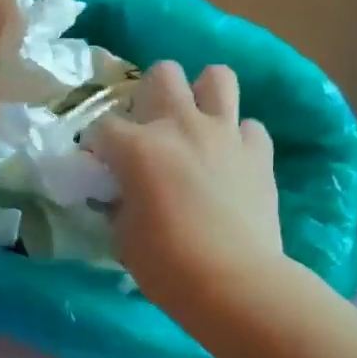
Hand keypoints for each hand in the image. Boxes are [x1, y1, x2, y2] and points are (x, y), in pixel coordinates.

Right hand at [89, 61, 283, 311]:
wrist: (235, 283)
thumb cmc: (166, 265)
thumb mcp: (123, 236)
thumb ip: (119, 203)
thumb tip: (121, 195)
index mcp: (138, 147)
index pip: (102, 127)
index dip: (96, 145)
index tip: (98, 165)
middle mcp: (181, 126)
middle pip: (163, 74)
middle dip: (151, 94)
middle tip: (150, 129)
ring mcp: (225, 134)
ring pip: (217, 77)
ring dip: (203, 94)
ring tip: (197, 122)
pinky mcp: (259, 154)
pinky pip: (250, 127)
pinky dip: (239, 138)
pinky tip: (231, 160)